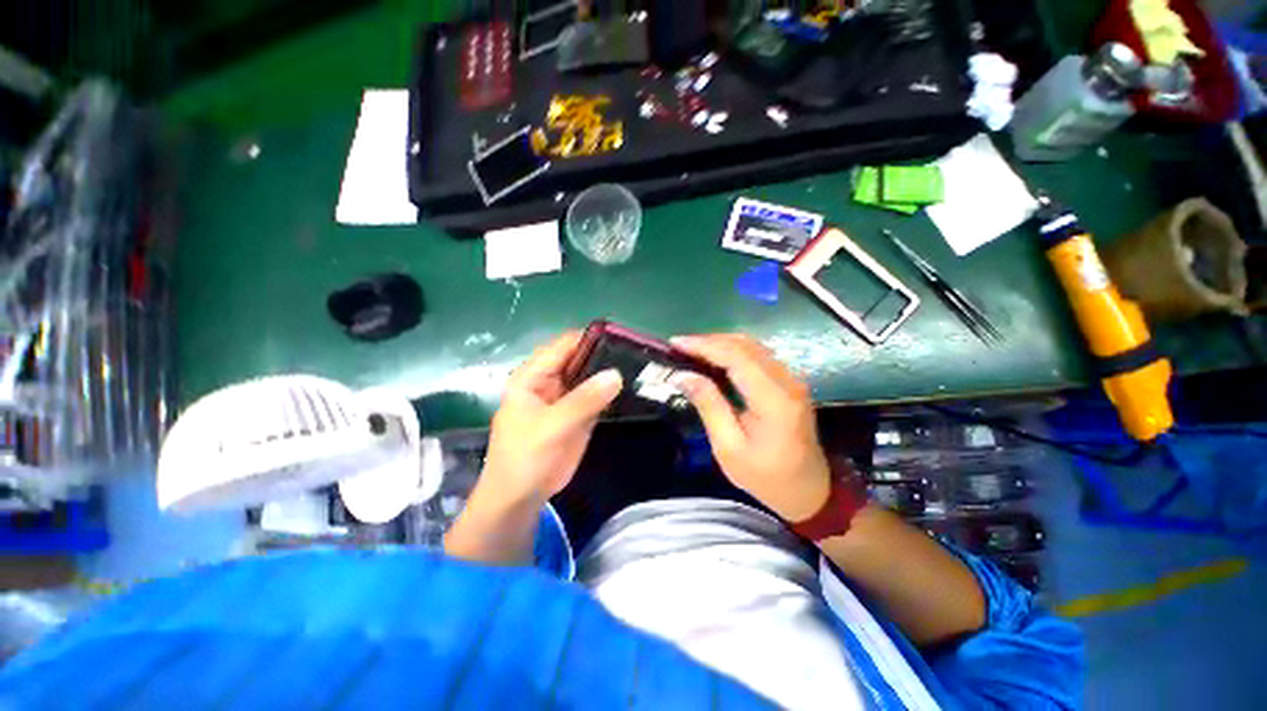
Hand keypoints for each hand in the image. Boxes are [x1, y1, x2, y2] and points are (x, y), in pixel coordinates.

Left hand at [477, 331, 622, 510]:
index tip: (622, 338)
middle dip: (606, 354)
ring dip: (611, 372)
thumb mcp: (552, 427)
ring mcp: (567, 397)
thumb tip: (616, 374)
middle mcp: (551, 380)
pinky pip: (597, 395)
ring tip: (641, 366)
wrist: (520, 498)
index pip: (564, 345)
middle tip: (638, 354)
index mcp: (533, 376)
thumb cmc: (525, 458)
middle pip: (581, 357)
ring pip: (591, 376)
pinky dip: (612, 391)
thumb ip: (584, 400)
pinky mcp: (579, 413)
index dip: (590, 338)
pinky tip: (634, 386)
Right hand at [670, 334, 830, 522]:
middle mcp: (786, 381)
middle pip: (745, 345)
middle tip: (679, 347)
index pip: (736, 357)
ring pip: (752, 346)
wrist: (810, 492)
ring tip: (691, 351)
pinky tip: (714, 360)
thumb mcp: (729, 448)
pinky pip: (758, 356)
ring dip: (720, 344)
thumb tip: (683, 375)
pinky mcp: (788, 382)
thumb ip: (709, 406)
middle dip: (709, 341)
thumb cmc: (766, 478)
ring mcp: (791, 379)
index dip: (704, 346)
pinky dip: (732, 352)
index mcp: (773, 399)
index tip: (675, 344)